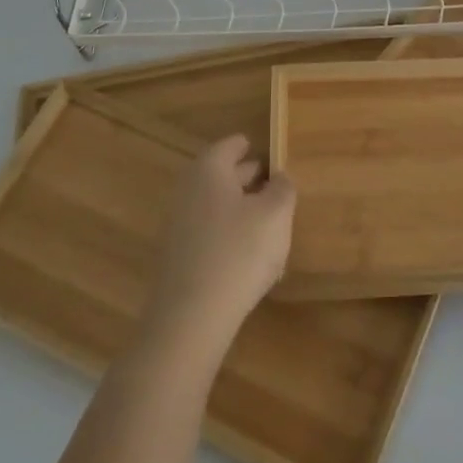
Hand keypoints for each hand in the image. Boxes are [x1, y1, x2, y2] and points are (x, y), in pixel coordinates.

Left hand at [141, 135, 294, 359]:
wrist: (191, 317)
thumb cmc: (239, 252)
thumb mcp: (276, 214)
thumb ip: (283, 188)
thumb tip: (279, 177)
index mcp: (209, 170)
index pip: (232, 145)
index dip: (255, 147)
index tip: (276, 156)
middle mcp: (188, 190)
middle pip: (222, 174)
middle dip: (249, 177)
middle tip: (278, 185)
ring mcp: (179, 225)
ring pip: (216, 205)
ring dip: (241, 208)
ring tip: (272, 221)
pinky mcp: (179, 257)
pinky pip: (209, 233)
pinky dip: (230, 234)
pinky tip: (251, 255)